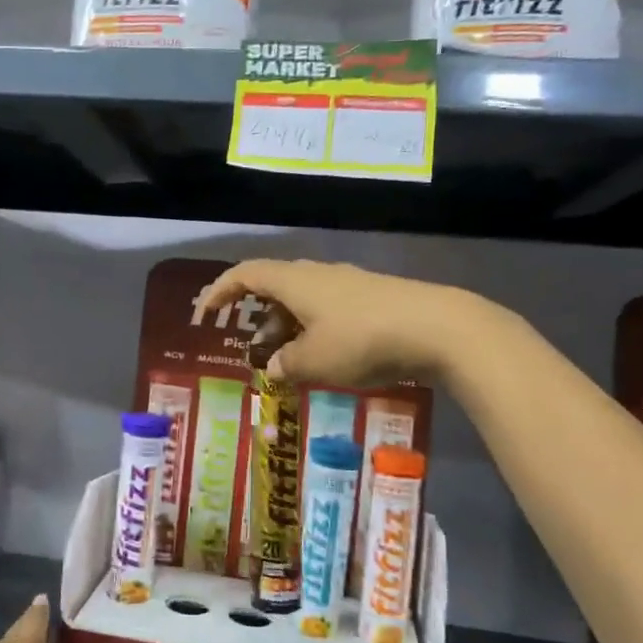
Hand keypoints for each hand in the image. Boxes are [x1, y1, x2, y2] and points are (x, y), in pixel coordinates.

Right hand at [198, 259, 474, 387]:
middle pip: (275, 288)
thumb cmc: (362, 340)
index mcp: (294, 282)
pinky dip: (314, 331)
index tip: (205, 316)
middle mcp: (317, 275)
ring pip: (303, 301)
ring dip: (287, 329)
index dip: (219, 292)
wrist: (437, 327)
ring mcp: (348, 284)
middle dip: (257, 319)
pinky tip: (325, 358)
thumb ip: (287, 365)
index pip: (245, 275)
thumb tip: (275, 367)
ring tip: (288, 363)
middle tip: (253, 351)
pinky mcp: (372, 298)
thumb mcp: (315, 360)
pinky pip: (328, 311)